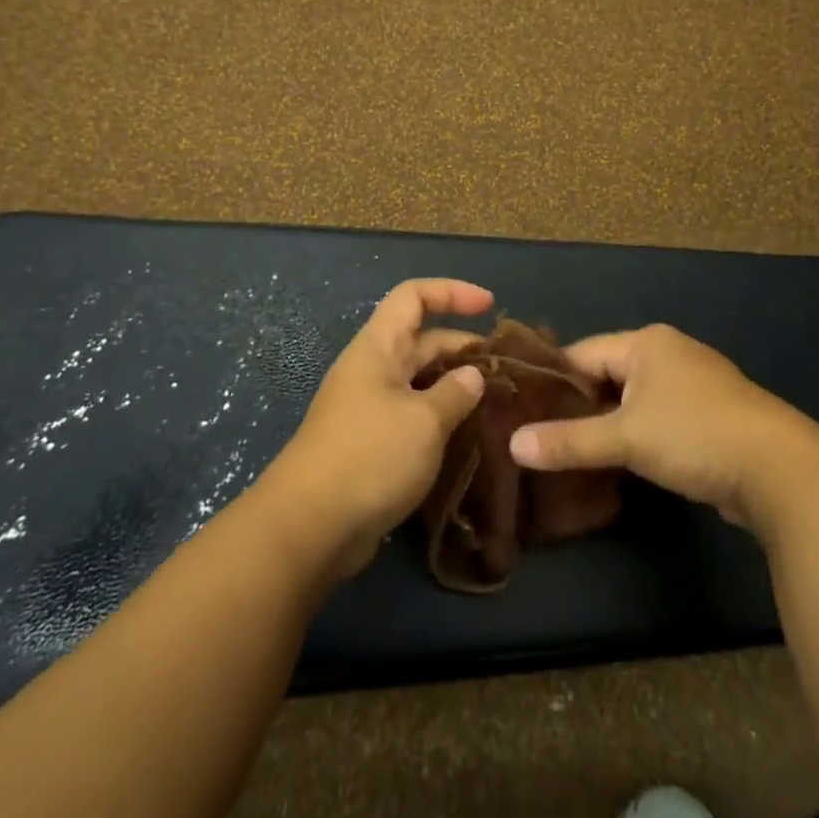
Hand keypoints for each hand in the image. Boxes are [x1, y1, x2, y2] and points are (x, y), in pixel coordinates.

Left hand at [261, 279, 491, 576]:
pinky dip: (442, 417)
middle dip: (463, 346)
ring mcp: (370, 408)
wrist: (311, 525)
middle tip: (507, 369)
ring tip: (498, 402)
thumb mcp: (424, 420)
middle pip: (422, 339)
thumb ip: (455, 393)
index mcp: (378, 348)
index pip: (413, 296)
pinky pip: (414, 415)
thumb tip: (473, 375)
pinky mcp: (372, 443)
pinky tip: (470, 436)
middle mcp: (373, 370)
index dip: (452, 292)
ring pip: (420, 381)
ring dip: (456, 386)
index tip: (491, 305)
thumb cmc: (370, 456)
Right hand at [508, 324, 818, 530]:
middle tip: (540, 438)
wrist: (783, 472)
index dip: (551, 383)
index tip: (521, 412)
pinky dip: (635, 437)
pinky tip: (616, 463)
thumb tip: (513, 445)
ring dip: (607, 425)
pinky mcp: (708, 417)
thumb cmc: (696, 436)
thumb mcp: (626, 438)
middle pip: (606, 376)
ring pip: (631, 400)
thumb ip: (569, 441)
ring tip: (570, 453)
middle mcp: (669, 354)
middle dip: (577, 407)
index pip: (581, 354)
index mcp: (647, 342)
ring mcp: (692, 385)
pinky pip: (656, 419)